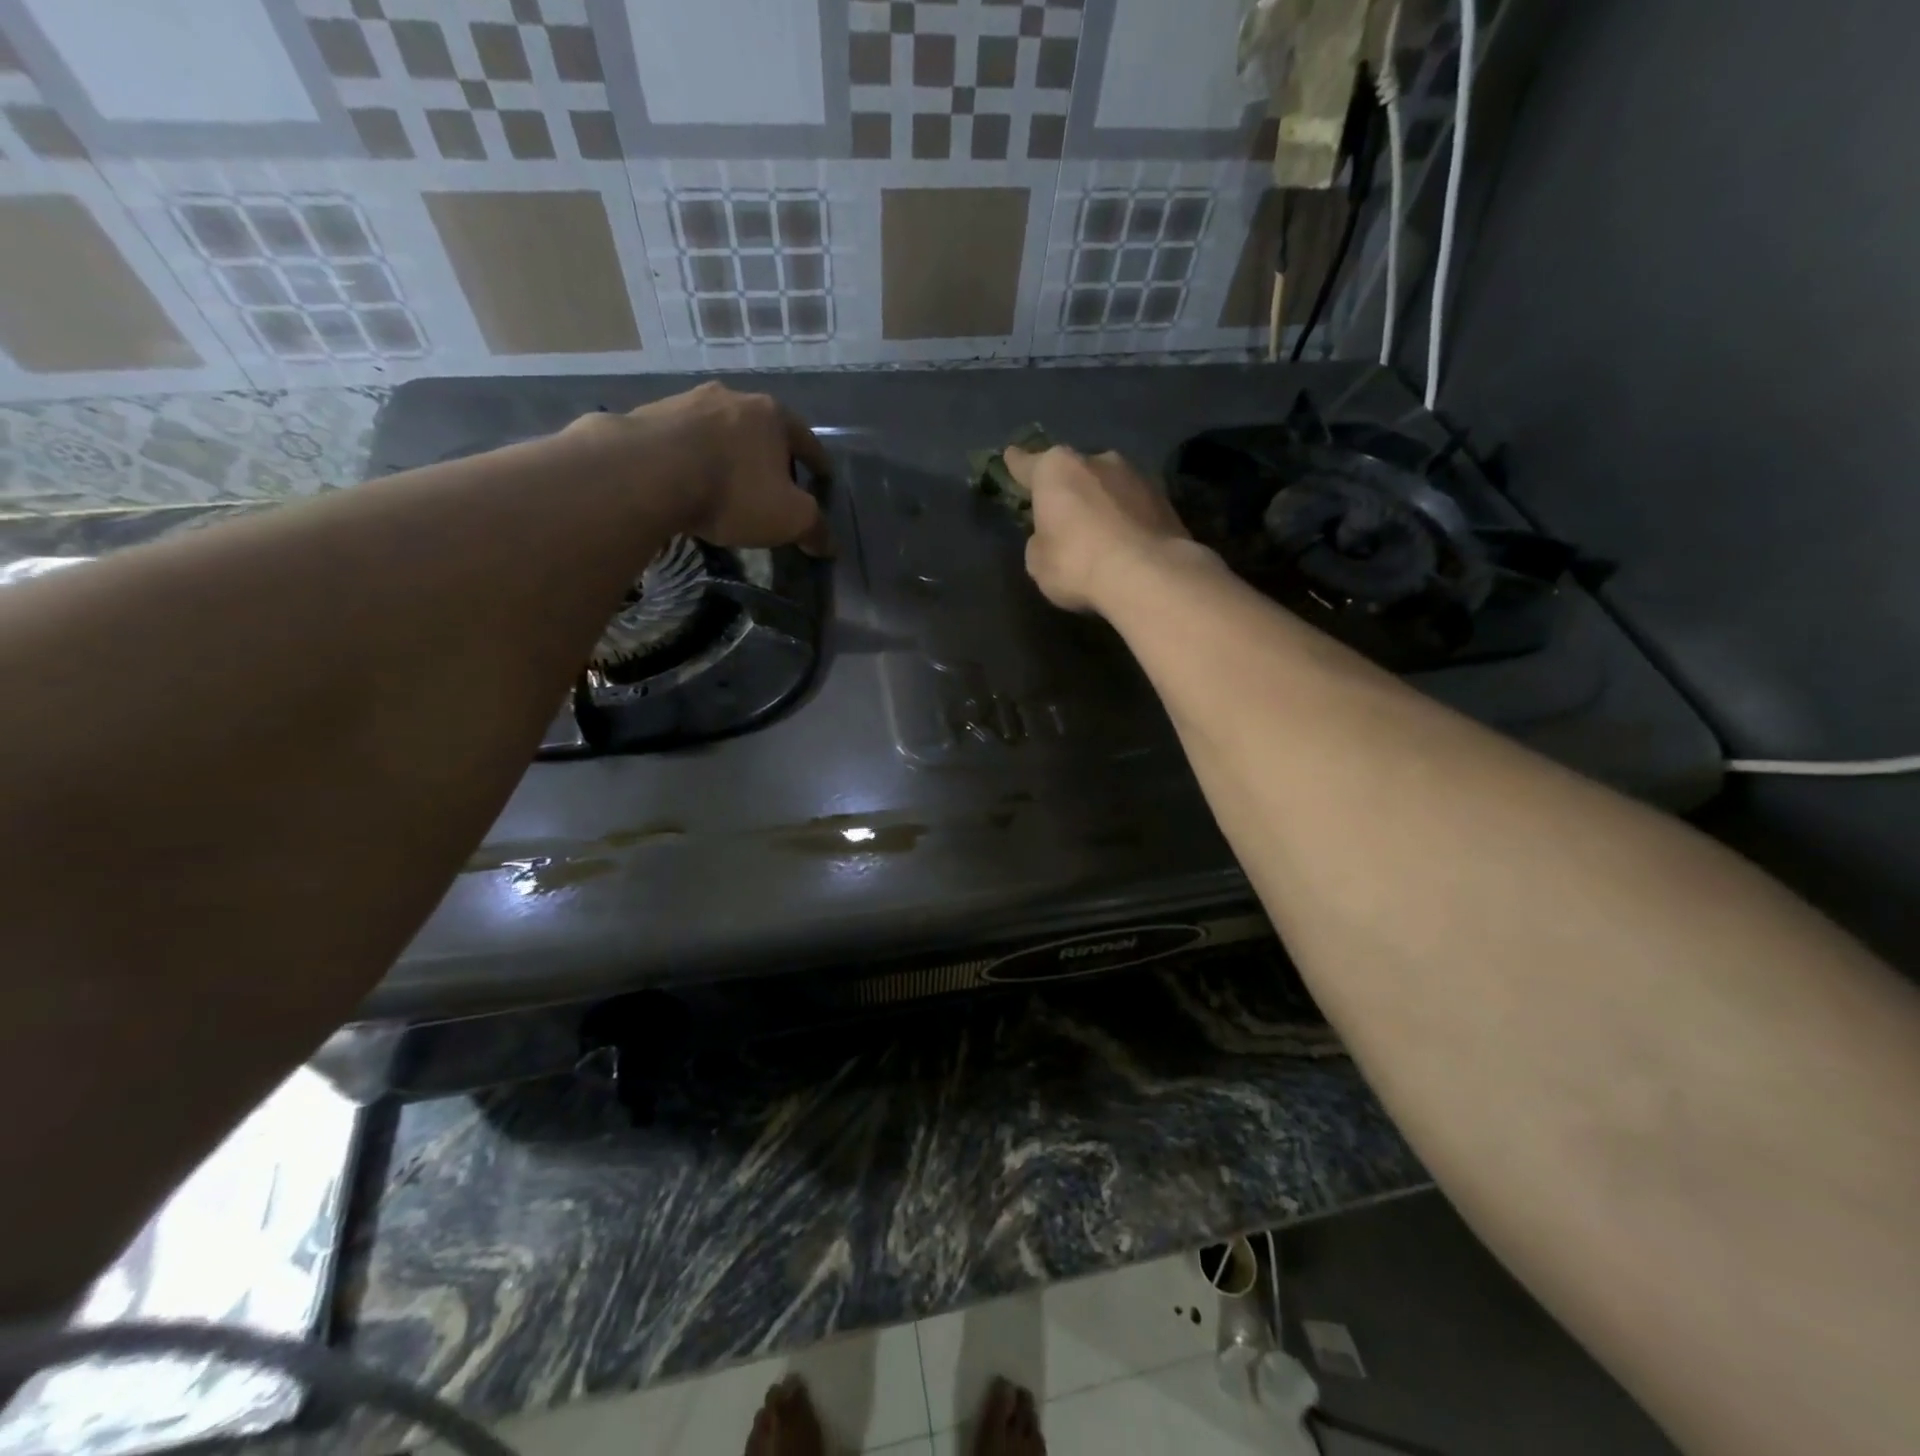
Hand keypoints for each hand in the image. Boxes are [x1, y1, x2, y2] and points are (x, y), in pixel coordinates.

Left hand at [574, 382, 832, 554]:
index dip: (818, 464)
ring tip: (728, 484)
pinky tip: (689, 481)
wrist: (647, 472)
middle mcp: (732, 397)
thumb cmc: (733, 491)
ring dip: (728, 454)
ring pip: (720, 431)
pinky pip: (684, 440)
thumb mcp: (789, 519)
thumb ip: (815, 529)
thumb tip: (829, 544)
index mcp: (772, 415)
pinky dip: (693, 458)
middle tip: (774, 484)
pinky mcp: (650, 415)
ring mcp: (687, 401)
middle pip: (761, 430)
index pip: (807, 441)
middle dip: (770, 456)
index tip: (824, 479)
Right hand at [1004, 444, 1194, 613]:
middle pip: (1074, 472)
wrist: (1147, 575)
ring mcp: (1136, 475)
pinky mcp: (1165, 498)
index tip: (1011, 457)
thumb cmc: (1077, 563)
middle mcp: (1097, 460)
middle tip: (1064, 515)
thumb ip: (1041, 541)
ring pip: (1108, 486)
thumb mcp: (1039, 562)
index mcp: (1056, 470)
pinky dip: (1127, 519)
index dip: (1017, 464)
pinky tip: (1126, 542)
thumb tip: (1053, 537)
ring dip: (1101, 502)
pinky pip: (1134, 506)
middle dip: (1069, 489)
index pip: (1028, 464)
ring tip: (1100, 533)